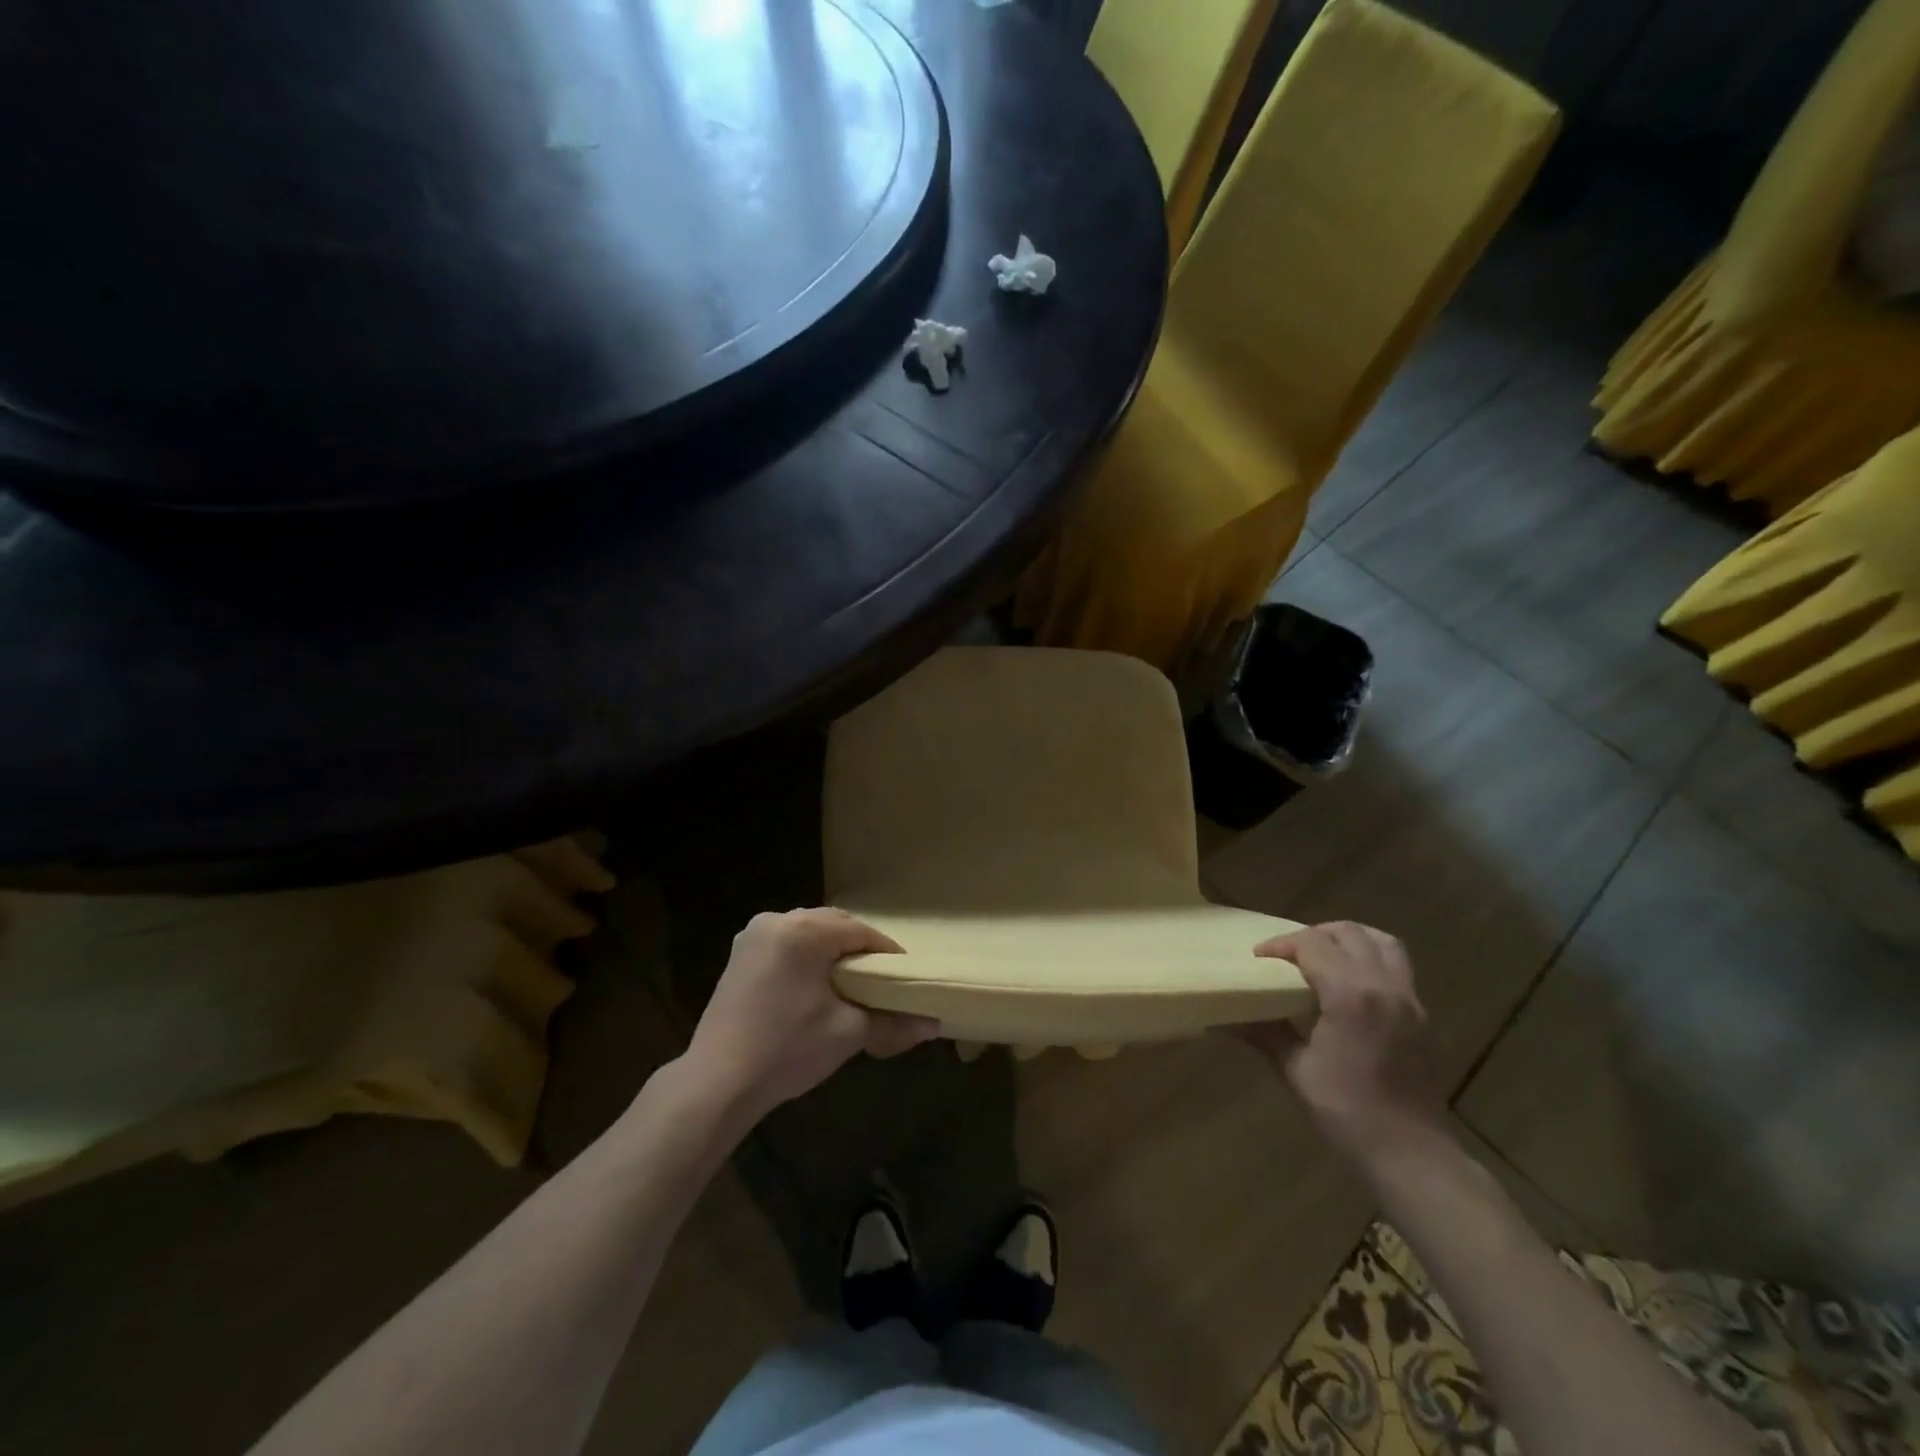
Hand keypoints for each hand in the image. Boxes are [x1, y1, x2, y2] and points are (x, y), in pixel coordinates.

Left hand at [683, 908, 937, 1122]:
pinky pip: (785, 943)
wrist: (717, 1083)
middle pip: (832, 924)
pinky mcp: (739, 955)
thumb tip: (933, 1025)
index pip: (859, 931)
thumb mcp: (847, 1033)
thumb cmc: (787, 1050)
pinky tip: (814, 985)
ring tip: (850, 981)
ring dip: (831, 949)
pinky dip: (805, 956)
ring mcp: (752, 936)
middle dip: (859, 947)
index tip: (905, 975)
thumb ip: (892, 1023)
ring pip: (807, 932)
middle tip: (880, 978)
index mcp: (804, 931)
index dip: (886, 952)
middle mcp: (776, 921)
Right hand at [1239, 921, 1443, 1166]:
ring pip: (1382, 942)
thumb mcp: (1297, 1071)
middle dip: (1314, 935)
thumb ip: (1265, 1033)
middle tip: (1288, 955)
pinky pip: (1397, 966)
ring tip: (1324, 955)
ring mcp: (1409, 1000)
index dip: (1282, 944)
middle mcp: (1384, 986)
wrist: (1410, 1154)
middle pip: (1349, 933)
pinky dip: (1370, 958)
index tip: (1259, 959)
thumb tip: (1224, 1019)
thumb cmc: (1347, 1112)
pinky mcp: (1421, 1016)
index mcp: (1351, 995)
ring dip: (1349, 938)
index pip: (1313, 944)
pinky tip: (1350, 985)